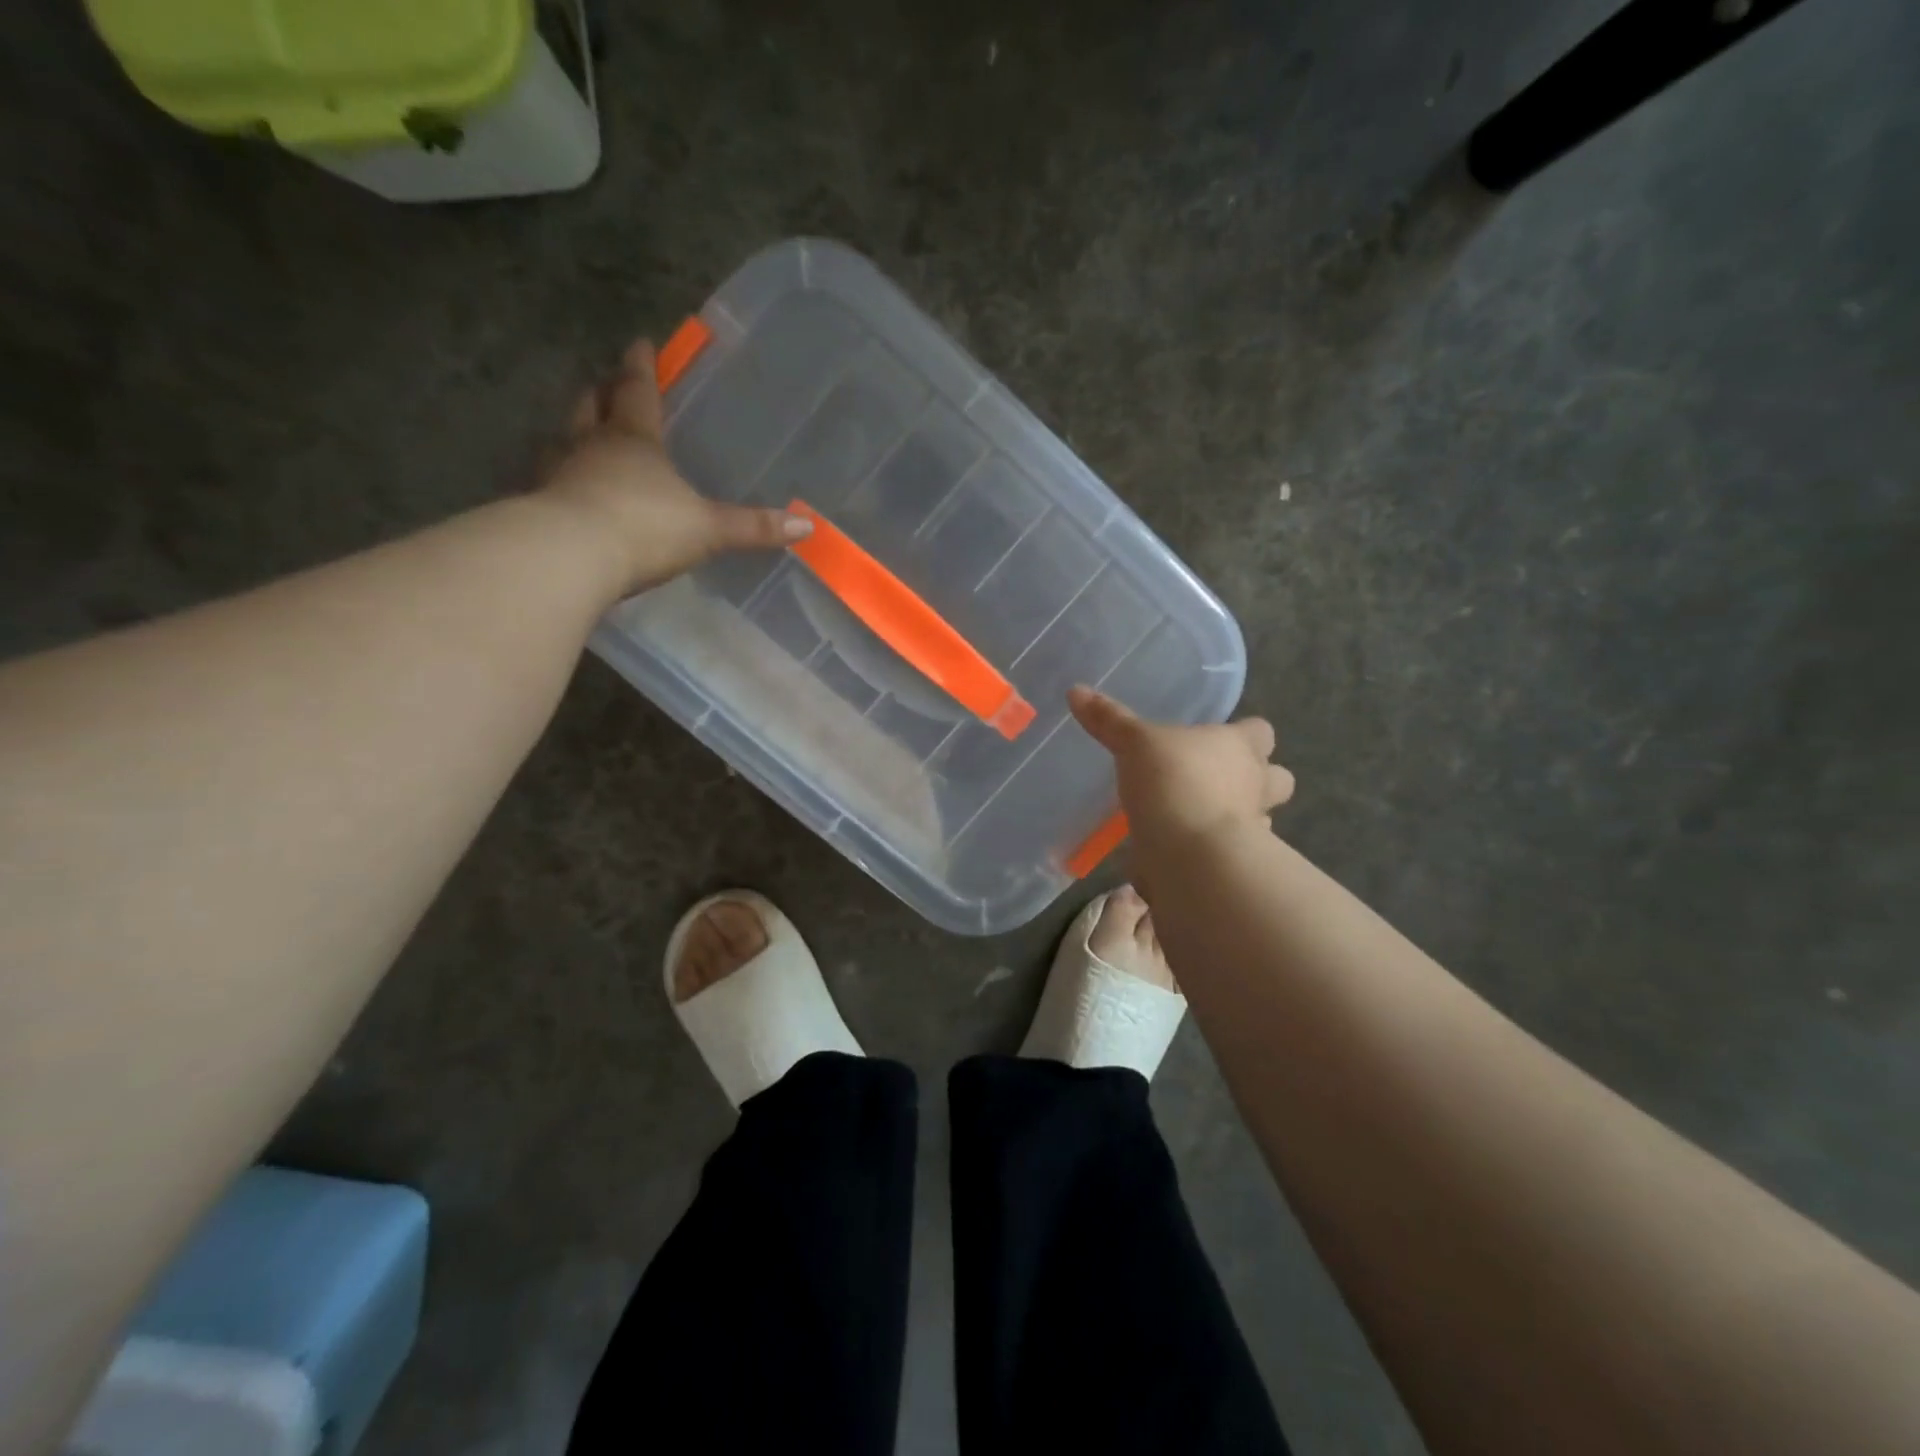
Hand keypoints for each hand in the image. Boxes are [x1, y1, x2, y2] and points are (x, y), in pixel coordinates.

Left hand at [541, 338, 809, 595]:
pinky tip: (567, 491)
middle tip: (607, 385)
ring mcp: (559, 474)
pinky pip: (551, 482)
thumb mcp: (708, 528)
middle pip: (592, 407)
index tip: (640, 342)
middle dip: (602, 393)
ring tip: (583, 434)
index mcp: (634, 440)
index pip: (638, 391)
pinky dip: (561, 478)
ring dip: (575, 432)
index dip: (641, 367)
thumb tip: (807, 526)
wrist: (570, 557)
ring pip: (564, 440)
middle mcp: (591, 446)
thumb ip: (753, 527)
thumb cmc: (645, 528)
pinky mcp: (540, 508)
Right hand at [1069, 686, 1293, 871]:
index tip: (1223, 738)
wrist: (1192, 856)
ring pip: (1262, 818)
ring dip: (1239, 818)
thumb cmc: (1173, 782)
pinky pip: (1231, 855)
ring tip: (1200, 819)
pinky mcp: (1237, 867)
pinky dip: (1213, 853)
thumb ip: (1109, 720)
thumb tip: (1075, 690)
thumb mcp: (1134, 744)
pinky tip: (1186, 853)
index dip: (1247, 733)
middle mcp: (1255, 784)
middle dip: (1259, 780)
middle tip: (1221, 782)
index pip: (1261, 731)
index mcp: (1238, 747)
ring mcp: (1253, 828)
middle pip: (1277, 778)